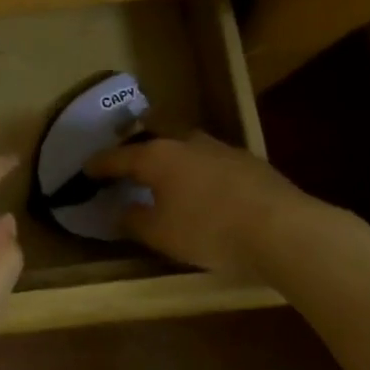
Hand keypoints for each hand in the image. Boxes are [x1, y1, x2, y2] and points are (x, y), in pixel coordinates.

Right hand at [86, 132, 351, 278]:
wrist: (283, 229)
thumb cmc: (210, 231)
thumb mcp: (161, 235)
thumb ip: (134, 221)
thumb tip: (119, 211)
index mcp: (156, 156)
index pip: (117, 156)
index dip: (99, 164)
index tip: (86, 168)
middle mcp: (185, 142)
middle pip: (153, 134)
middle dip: (137, 143)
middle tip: (127, 154)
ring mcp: (220, 147)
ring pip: (186, 143)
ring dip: (172, 153)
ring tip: (167, 169)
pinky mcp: (249, 161)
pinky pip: (212, 158)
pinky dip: (200, 168)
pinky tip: (206, 184)